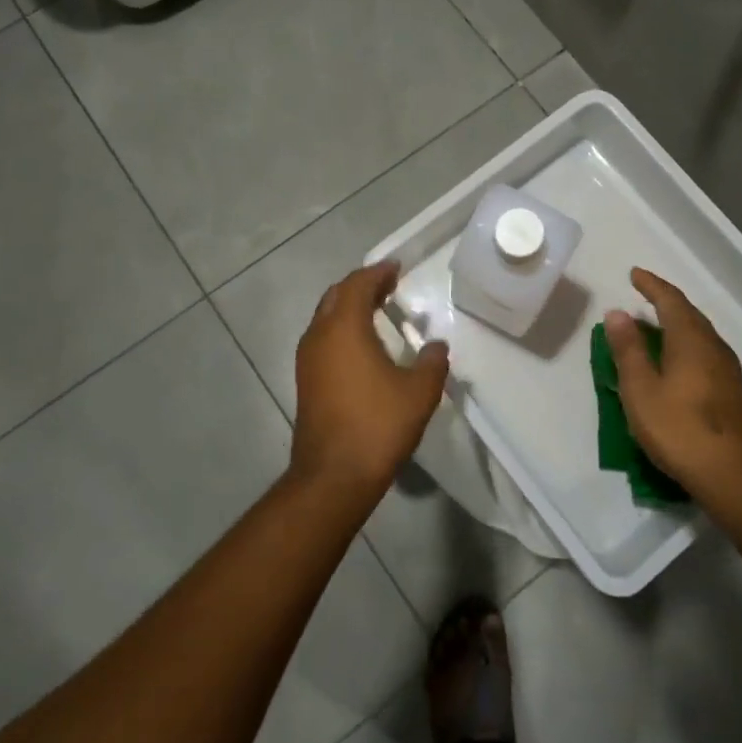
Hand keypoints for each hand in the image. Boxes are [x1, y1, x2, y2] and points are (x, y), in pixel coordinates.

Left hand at [292, 261, 449, 496]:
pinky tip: (362, 346)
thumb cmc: (378, 425)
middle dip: (360, 286)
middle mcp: (319, 336)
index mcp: (344, 327)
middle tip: (387, 285)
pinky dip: (341, 330)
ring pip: (325, 318)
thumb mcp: (419, 392)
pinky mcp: (305, 381)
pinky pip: (322, 339)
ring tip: (376, 310)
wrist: (333, 475)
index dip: (377, 273)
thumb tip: (436, 346)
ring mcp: (307, 360)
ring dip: (348, 308)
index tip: (396, 267)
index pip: (357, 284)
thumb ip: (431, 362)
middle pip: (336, 296)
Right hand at [603, 267, 741, 495]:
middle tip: (643, 295)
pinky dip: (685, 345)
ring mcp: (728, 371)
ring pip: (699, 335)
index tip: (634, 274)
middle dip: (665, 302)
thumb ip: (628, 350)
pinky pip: (704, 353)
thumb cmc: (681, 429)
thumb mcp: (641, 390)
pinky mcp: (733, 393)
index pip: (670, 300)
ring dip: (677, 324)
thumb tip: (617, 312)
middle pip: (689, 315)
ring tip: (654, 326)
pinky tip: (676, 362)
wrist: (737, 476)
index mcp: (690, 340)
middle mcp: (714, 347)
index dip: (652, 285)